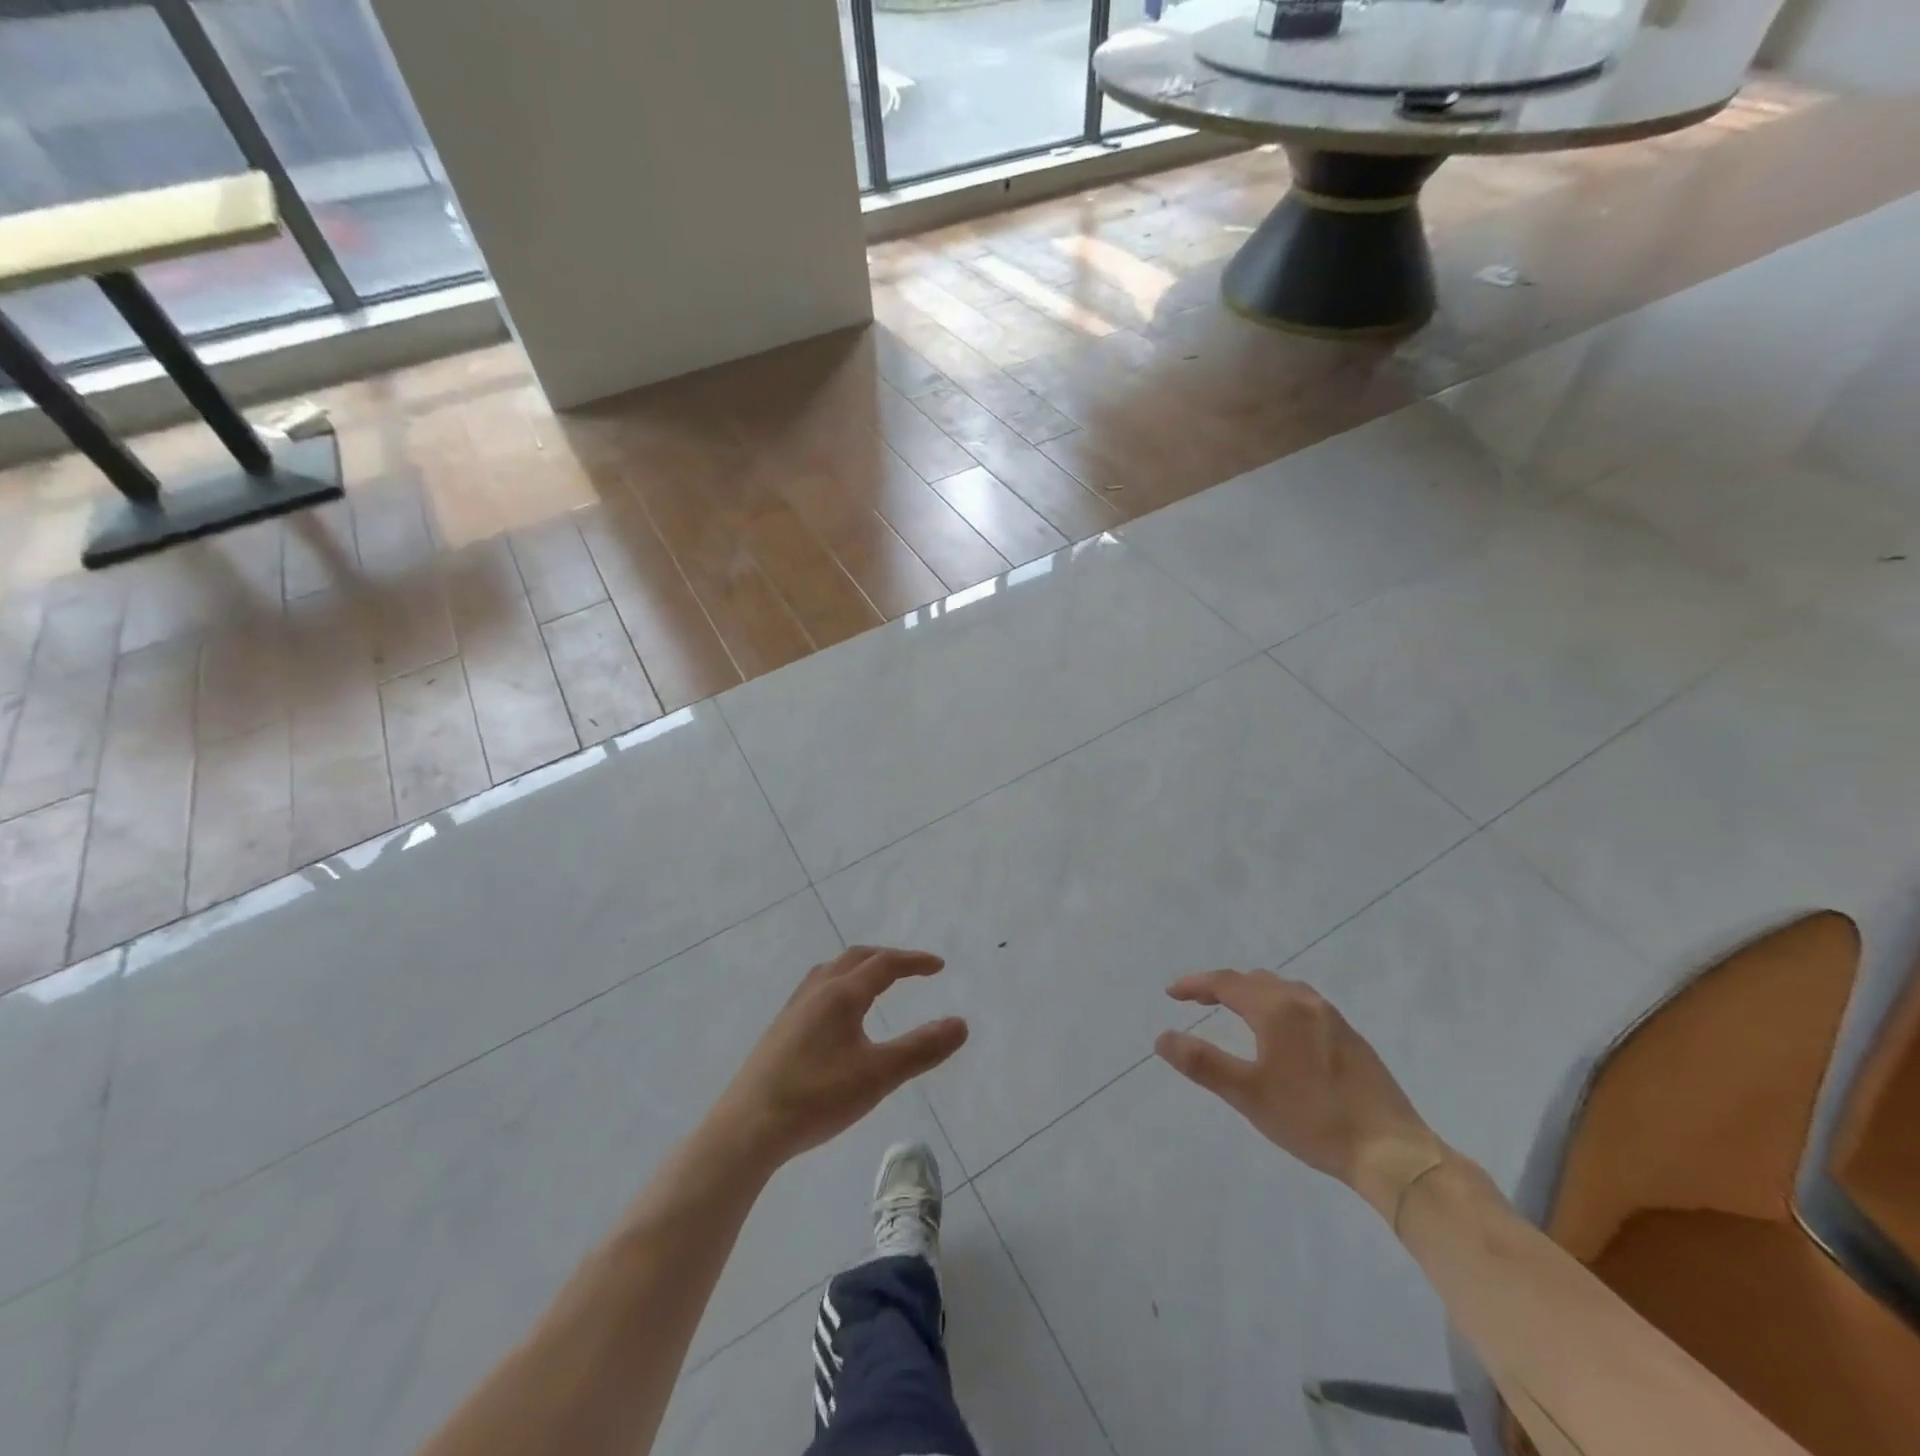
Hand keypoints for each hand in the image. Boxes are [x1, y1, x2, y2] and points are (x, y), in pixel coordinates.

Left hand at [715, 946, 968, 1169]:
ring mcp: (793, 1010)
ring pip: (831, 971)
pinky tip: (838, 1017)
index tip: (939, 966)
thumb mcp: (878, 1075)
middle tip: (912, 969)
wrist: (747, 1129)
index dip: (914, 962)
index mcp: (841, 995)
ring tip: (876, 983)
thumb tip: (961, 1024)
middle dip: (887, 959)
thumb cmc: (817, 1098)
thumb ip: (921, 1049)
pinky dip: (840, 985)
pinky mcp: (780, 1030)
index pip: (884, 964)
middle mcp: (816, 992)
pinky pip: (816, 989)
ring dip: (859, 968)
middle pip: (856, 958)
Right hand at [1155, 970, 1448, 1221]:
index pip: (1226, 982)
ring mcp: (1333, 1018)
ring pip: (1282, 990)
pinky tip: (1280, 1033)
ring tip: (1234, 1011)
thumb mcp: (1248, 1094)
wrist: (1392, 1152)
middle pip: (1254, 980)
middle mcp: (1305, 1002)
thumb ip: (1203, 1063)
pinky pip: (1303, 1004)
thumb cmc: (1312, 1119)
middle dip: (1221, 986)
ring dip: (1251, 993)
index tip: (1171, 993)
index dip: (1195, 984)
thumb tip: (1162, 1037)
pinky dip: (1277, 1005)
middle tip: (1197, 1001)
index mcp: (1277, 1009)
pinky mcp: (1351, 1038)